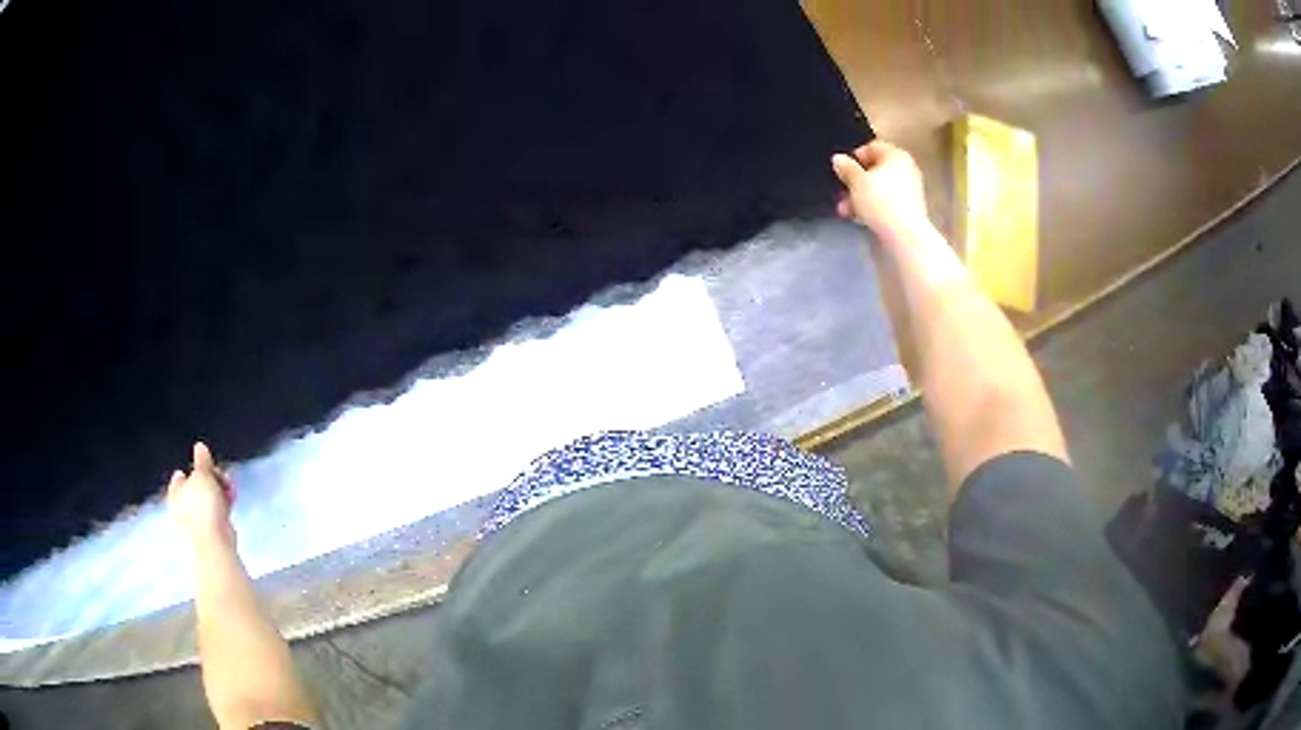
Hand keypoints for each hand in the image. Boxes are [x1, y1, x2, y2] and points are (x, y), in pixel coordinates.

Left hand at [167, 442, 236, 544]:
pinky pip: (215, 517)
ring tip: (229, 494)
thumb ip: (202, 461)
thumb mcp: (203, 475)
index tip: (210, 468)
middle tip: (223, 480)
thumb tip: (200, 446)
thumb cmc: (203, 508)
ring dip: (218, 496)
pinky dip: (221, 511)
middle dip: (211, 483)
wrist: (213, 543)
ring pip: (207, 503)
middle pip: (196, 489)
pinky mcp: (208, 534)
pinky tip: (229, 509)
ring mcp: (194, 523)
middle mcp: (181, 507)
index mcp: (175, 492)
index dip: (196, 470)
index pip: (182, 476)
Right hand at [832, 140, 929, 242]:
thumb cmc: (880, 201)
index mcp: (896, 155)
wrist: (905, 235)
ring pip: (880, 187)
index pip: (872, 147)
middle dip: (856, 181)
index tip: (842, 171)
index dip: (854, 157)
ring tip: (846, 210)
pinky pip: (887, 201)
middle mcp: (907, 168)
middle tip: (841, 192)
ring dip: (861, 196)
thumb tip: (838, 159)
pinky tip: (860, 217)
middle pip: (876, 169)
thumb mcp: (856, 182)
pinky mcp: (910, 209)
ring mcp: (910, 189)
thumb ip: (846, 168)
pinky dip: (874, 206)